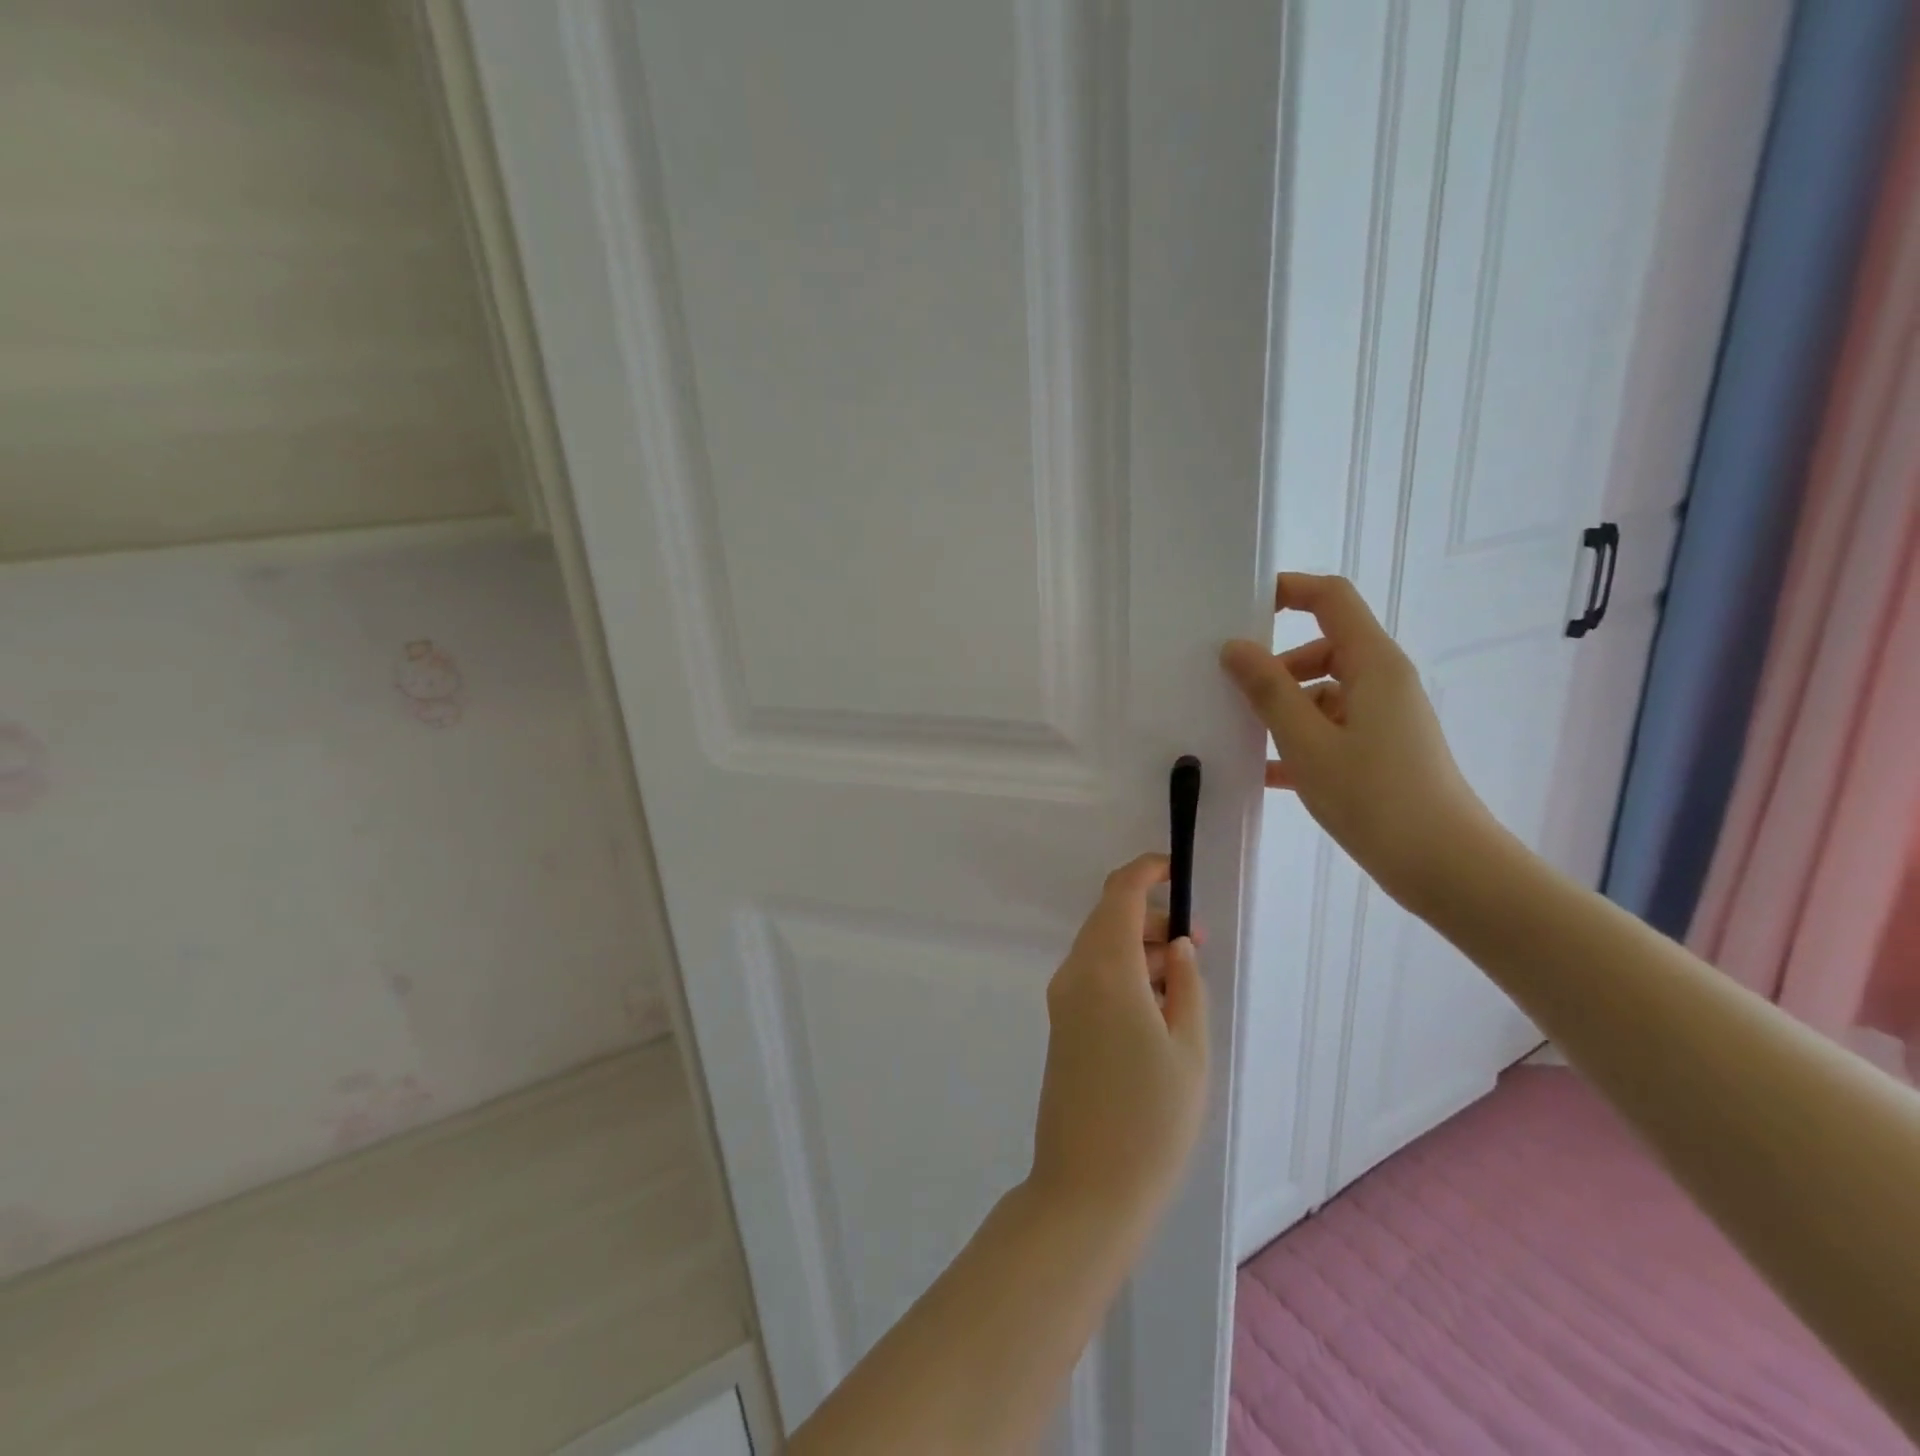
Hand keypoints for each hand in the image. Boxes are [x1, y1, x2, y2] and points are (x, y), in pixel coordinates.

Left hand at [1027, 854, 1207, 1234]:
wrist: (1087, 1189)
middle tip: (1196, 946)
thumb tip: (1176, 945)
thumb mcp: (1189, 1049)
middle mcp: (1075, 974)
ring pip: (1101, 948)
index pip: (1119, 894)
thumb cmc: (1151, 1120)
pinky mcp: (1062, 1025)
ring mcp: (1062, 1000)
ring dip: (1139, 947)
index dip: (1147, 871)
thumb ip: (1185, 985)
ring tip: (1184, 980)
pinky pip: (1093, 977)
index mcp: (1105, 970)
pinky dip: (1124, 972)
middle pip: (1108, 919)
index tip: (1177, 869)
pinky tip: (1157, 1008)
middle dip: (1150, 916)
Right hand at [1220, 572, 1495, 907]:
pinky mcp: (1380, 751)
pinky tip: (1263, 771)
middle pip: (1322, 648)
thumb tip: (1235, 647)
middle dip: (1275, 665)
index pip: (1331, 599)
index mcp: (1372, 665)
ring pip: (1322, 693)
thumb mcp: (1308, 742)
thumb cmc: (1375, 796)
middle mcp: (1382, 682)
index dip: (1289, 590)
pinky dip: (1299, 740)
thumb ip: (1269, 690)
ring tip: (1240, 736)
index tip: (1241, 608)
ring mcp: (1383, 718)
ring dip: (1282, 708)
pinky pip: (1330, 729)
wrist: (1444, 866)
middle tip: (1229, 690)